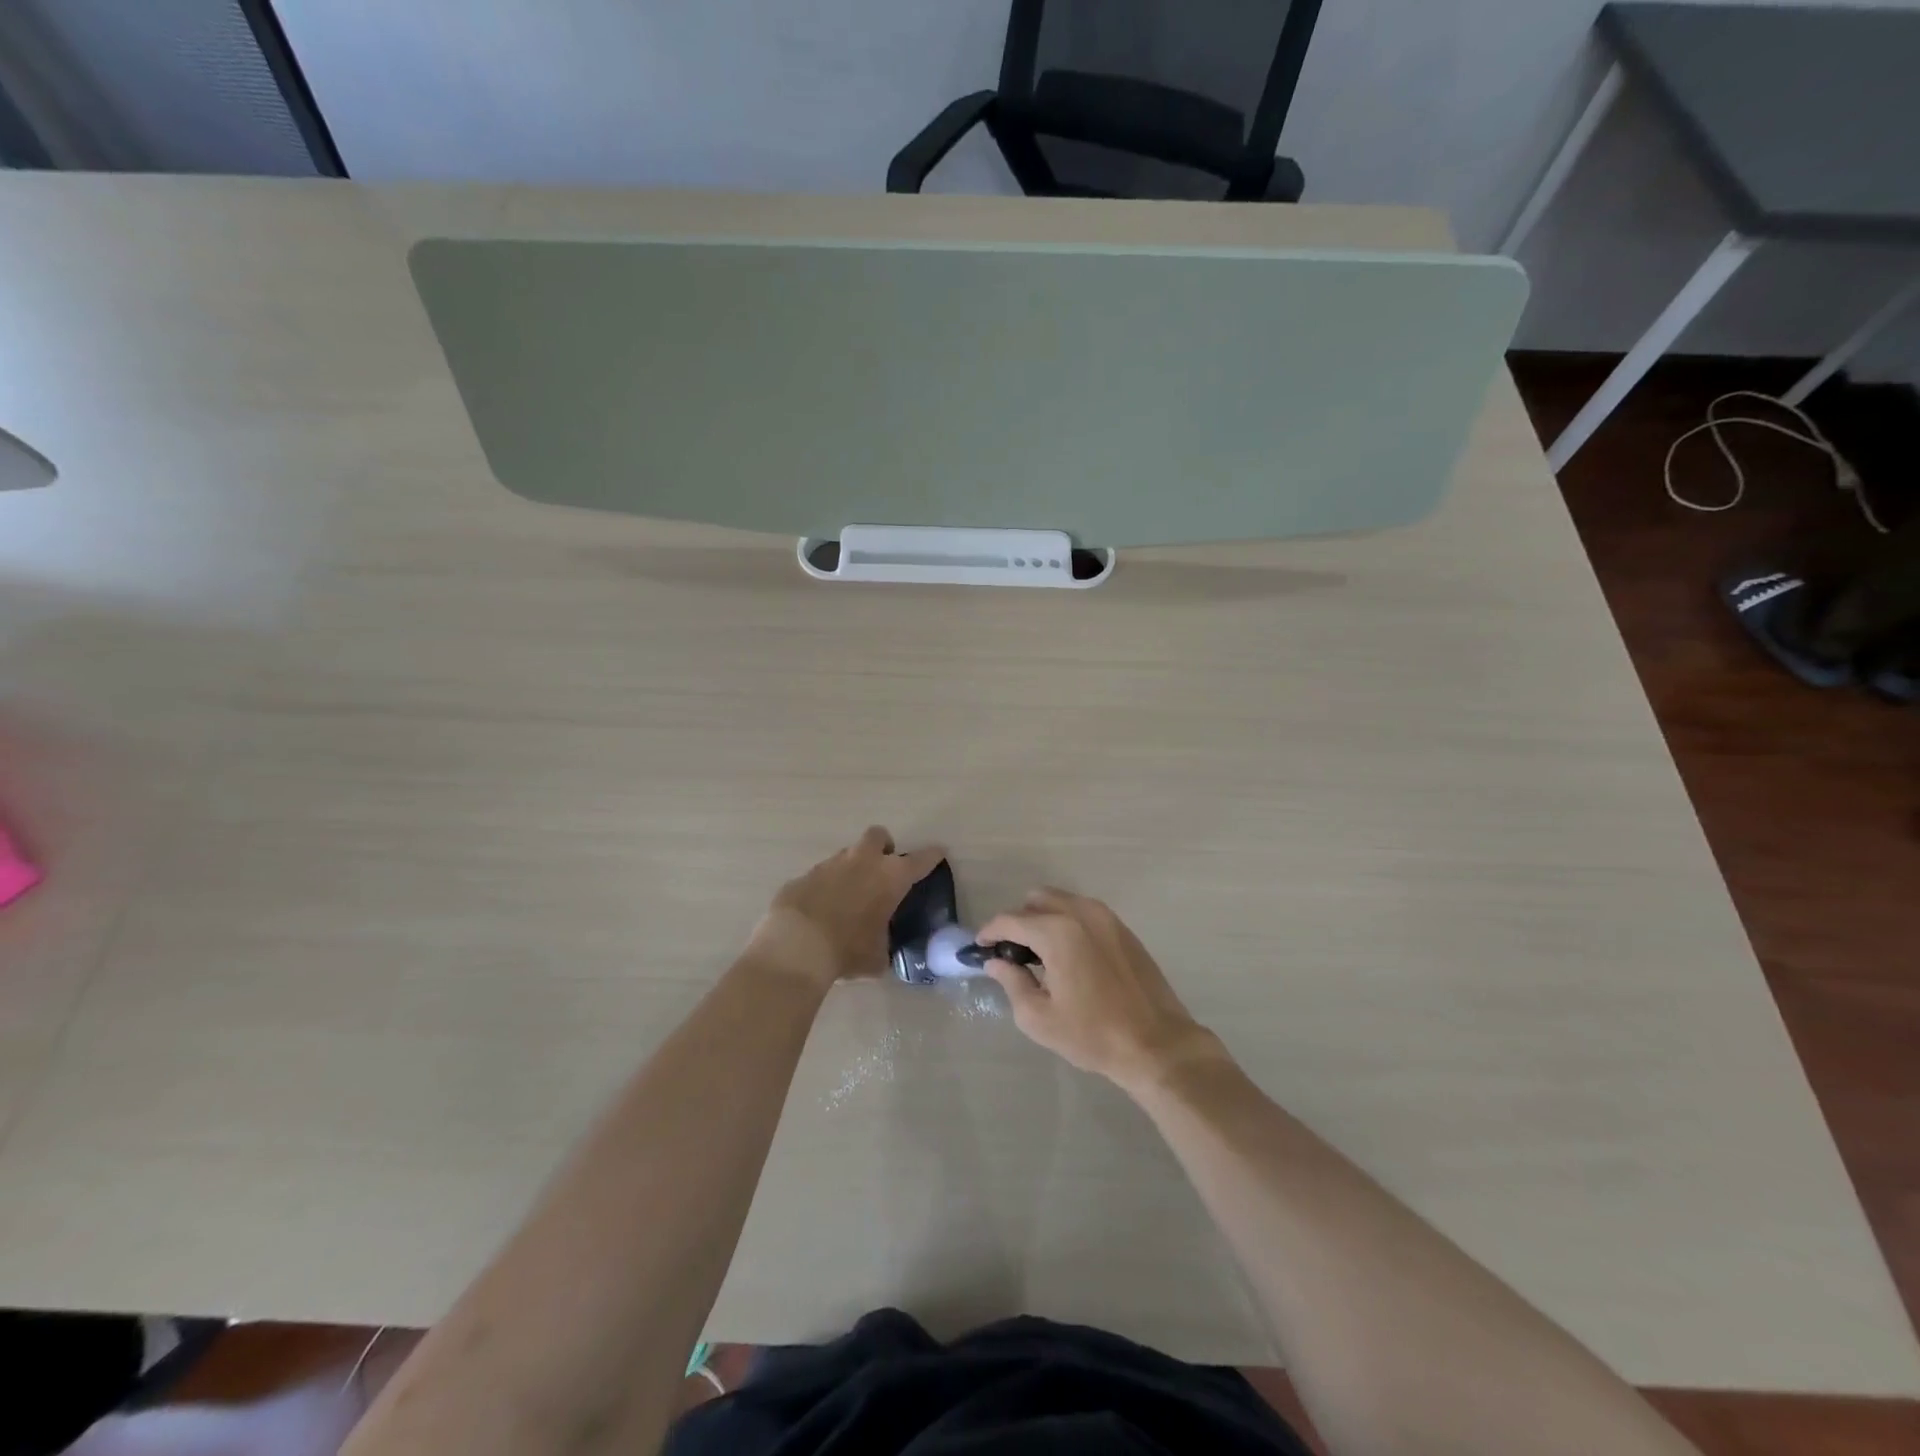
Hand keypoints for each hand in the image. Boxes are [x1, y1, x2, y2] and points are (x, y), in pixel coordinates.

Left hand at [747, 826, 944, 990]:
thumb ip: (884, 945)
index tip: (939, 852)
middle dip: (884, 847)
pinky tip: (821, 910)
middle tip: (883, 869)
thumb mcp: (877, 957)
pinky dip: (826, 887)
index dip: (932, 856)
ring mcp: (830, 864)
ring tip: (850, 897)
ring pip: (847, 854)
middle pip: (879, 836)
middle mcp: (863, 861)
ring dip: (853, 868)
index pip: (921, 860)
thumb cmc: (848, 950)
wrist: (796, 946)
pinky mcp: (804, 875)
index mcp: (891, 877)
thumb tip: (880, 950)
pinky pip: (821, 875)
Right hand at [979, 889, 1223, 1091]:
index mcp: (1057, 932)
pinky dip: (1067, 923)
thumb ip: (1012, 982)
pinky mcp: (1123, 928)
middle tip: (1012, 953)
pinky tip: (1069, 956)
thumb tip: (995, 962)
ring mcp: (1106, 917)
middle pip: (1036, 900)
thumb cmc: (1093, 1035)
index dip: (990, 932)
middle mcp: (1080, 913)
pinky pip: (1084, 912)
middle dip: (1018, 921)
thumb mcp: (1040, 1018)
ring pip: (1062, 901)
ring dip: (1044, 919)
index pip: (1010, 920)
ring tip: (1040, 955)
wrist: (1157, 1044)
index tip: (980, 948)